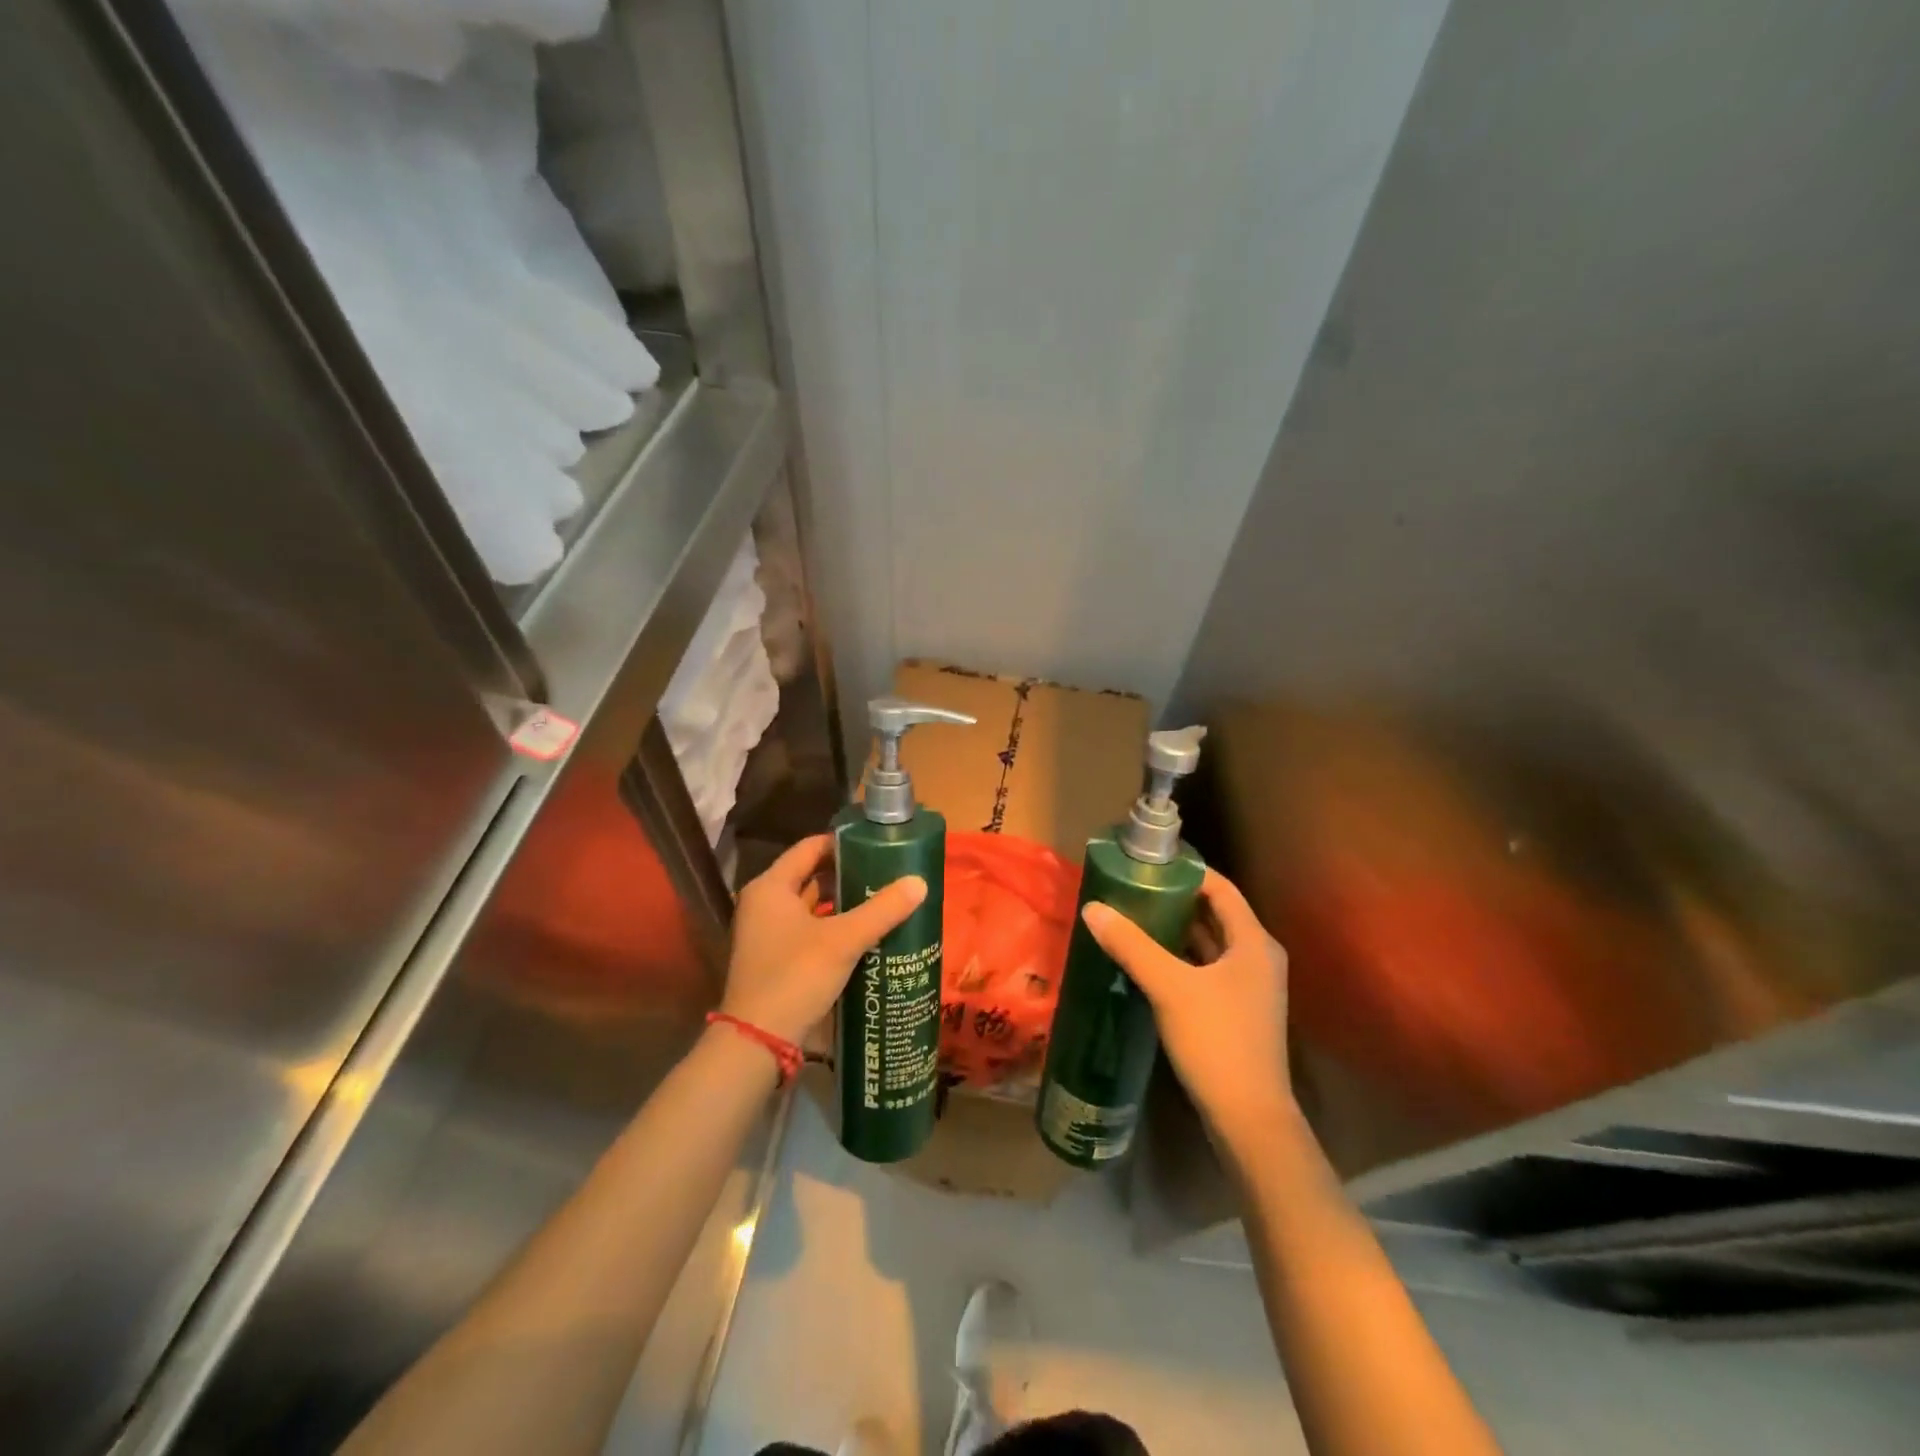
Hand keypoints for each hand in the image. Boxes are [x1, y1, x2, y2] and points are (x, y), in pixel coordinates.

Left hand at [722, 833, 926, 1044]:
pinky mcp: (775, 961)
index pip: (810, 848)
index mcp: (771, 887)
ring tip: (882, 902)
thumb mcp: (843, 940)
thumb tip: (920, 882)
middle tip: (886, 874)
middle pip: (811, 877)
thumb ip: (882, 910)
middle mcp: (764, 905)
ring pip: (811, 908)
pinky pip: (809, 932)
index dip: (843, 843)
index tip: (877, 845)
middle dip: (848, 876)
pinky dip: (834, 930)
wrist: (757, 1043)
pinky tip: (865, 936)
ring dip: (843, 905)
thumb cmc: (795, 976)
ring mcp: (767, 935)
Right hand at [1081, 869, 1293, 1146]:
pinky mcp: (1237, 1012)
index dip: (1188, 872)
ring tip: (1134, 918)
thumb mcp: (1169, 987)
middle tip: (1133, 889)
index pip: (1221, 889)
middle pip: (1215, 914)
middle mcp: (1258, 958)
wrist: (1249, 1119)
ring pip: (1210, 945)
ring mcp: (1250, 988)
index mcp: (1253, 942)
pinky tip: (1148, 961)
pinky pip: (1207, 970)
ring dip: (1176, 930)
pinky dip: (1181, 959)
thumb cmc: (1217, 1041)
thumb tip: (1093, 908)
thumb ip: (1131, 945)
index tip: (1149, 864)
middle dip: (1176, 900)